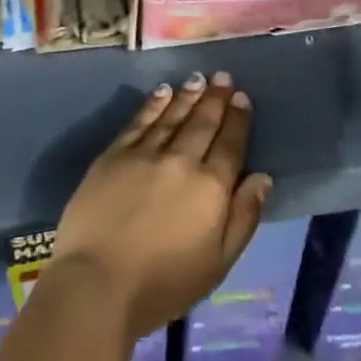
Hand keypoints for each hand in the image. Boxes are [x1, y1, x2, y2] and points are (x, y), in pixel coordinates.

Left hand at [51, 72, 271, 340]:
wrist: (98, 282)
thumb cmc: (164, 284)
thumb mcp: (218, 263)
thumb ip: (244, 217)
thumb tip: (262, 177)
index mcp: (211, 188)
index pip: (230, 145)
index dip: (238, 119)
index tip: (242, 97)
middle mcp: (181, 161)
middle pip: (203, 123)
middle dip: (215, 98)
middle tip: (223, 76)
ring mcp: (145, 154)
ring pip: (172, 116)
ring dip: (187, 96)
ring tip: (198, 79)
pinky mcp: (114, 155)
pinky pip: (139, 121)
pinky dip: (153, 104)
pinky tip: (162, 92)